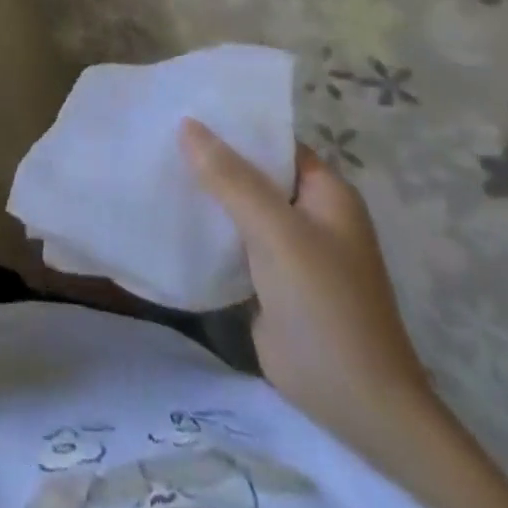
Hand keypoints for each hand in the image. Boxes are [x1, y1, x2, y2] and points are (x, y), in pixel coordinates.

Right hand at [181, 121, 431, 448]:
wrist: (355, 404)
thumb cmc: (326, 304)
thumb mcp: (277, 231)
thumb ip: (231, 178)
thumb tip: (186, 124)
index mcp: (325, 192)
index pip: (273, 140)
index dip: (233, 122)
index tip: (183, 103)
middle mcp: (308, 213)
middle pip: (253, 171)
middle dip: (210, 155)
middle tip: (157, 130)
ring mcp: (289, 248)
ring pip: (239, 205)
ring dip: (204, 191)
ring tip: (151, 161)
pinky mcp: (268, 279)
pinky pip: (232, 239)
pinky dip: (206, 226)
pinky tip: (166, 211)